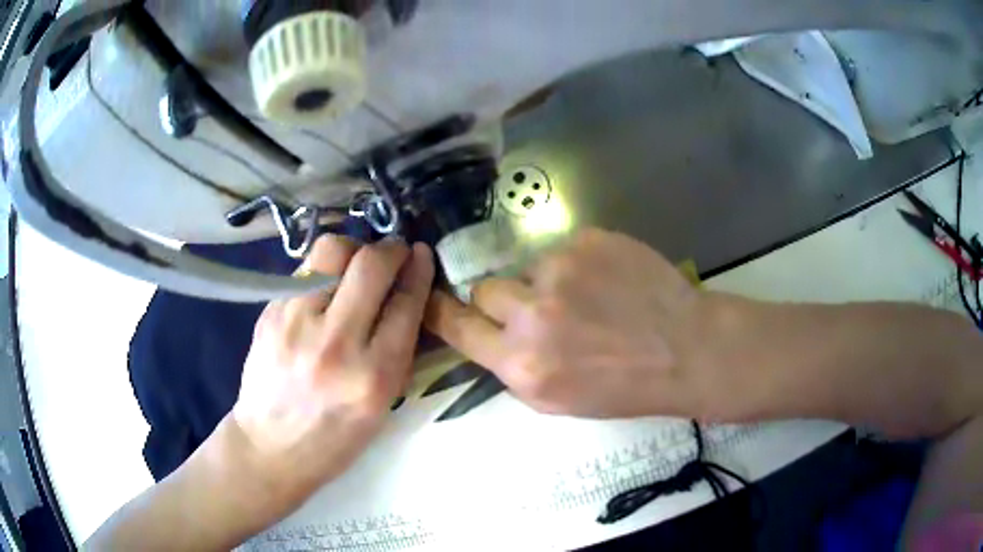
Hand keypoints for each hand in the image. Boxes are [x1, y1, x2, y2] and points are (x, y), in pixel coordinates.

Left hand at [231, 235, 433, 510]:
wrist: (270, 448)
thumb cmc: (334, 438)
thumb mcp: (382, 406)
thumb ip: (398, 351)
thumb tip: (408, 297)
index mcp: (373, 377)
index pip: (405, 304)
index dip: (419, 271)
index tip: (422, 255)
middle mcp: (335, 344)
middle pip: (370, 265)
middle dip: (391, 248)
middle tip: (394, 252)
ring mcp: (295, 323)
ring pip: (331, 251)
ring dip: (353, 250)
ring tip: (356, 265)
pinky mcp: (269, 313)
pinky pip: (304, 270)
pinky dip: (323, 270)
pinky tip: (325, 289)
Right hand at [426, 228, 733, 419]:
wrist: (684, 349)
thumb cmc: (623, 387)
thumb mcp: (557, 401)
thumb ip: (513, 368)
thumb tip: (487, 336)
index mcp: (522, 364)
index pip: (456, 326)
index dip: (440, 312)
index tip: (433, 301)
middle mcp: (533, 314)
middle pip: (485, 290)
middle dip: (503, 301)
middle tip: (539, 312)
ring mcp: (560, 269)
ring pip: (526, 268)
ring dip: (545, 283)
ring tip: (588, 299)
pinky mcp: (586, 239)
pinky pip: (561, 250)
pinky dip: (576, 265)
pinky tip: (608, 282)